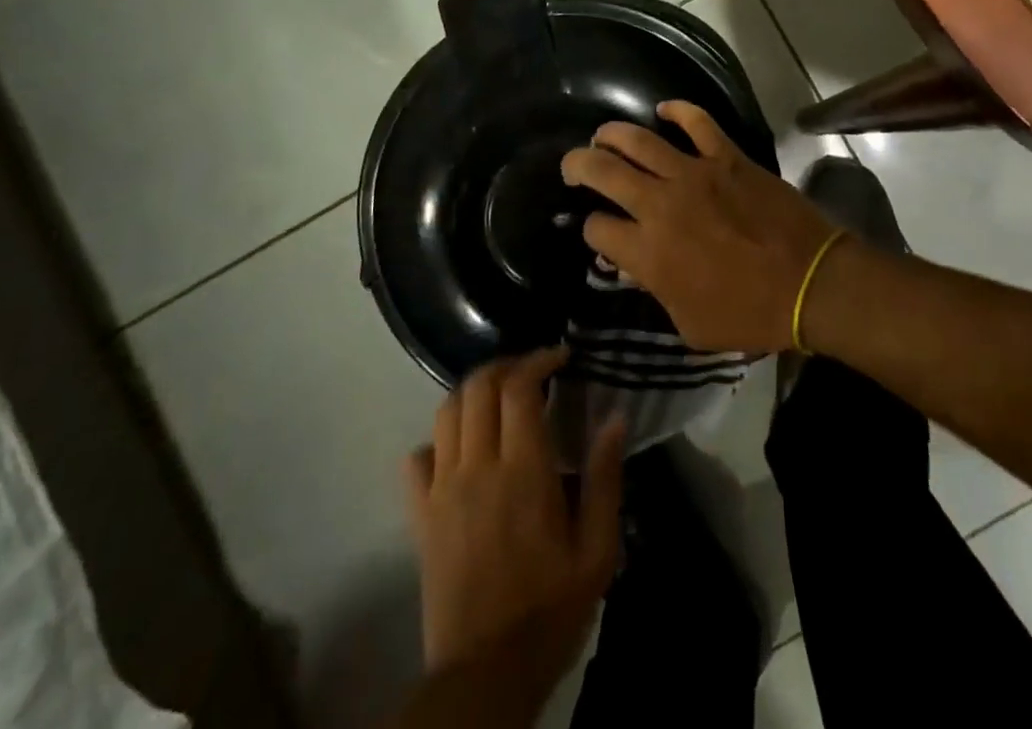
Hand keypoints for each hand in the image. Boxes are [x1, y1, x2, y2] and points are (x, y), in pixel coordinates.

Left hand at [406, 347, 625, 684]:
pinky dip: (437, 440)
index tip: (561, 356)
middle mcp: (477, 468)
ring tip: (500, 398)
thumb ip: (605, 479)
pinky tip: (461, 449)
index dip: (539, 359)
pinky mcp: (421, 517)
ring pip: (446, 412)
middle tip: (533, 371)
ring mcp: (442, 491)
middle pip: (478, 386)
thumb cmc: (550, 609)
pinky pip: (417, 459)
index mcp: (523, 471)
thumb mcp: (597, 550)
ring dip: (474, 392)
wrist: (485, 675)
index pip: (519, 388)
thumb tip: (615, 418)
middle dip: (506, 365)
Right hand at [560, 101, 839, 353]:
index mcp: (648, 252)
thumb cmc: (749, 314)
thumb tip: (636, 265)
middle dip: (578, 165)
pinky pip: (697, 121)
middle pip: (602, 171)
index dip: (591, 229)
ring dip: (612, 134)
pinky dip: (678, 110)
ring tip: (602, 135)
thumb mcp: (689, 325)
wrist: (810, 284)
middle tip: (574, 166)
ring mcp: (694, 173)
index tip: (601, 233)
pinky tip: (663, 109)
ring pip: (638, 140)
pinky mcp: (726, 157)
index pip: (597, 228)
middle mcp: (661, 204)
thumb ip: (655, 291)